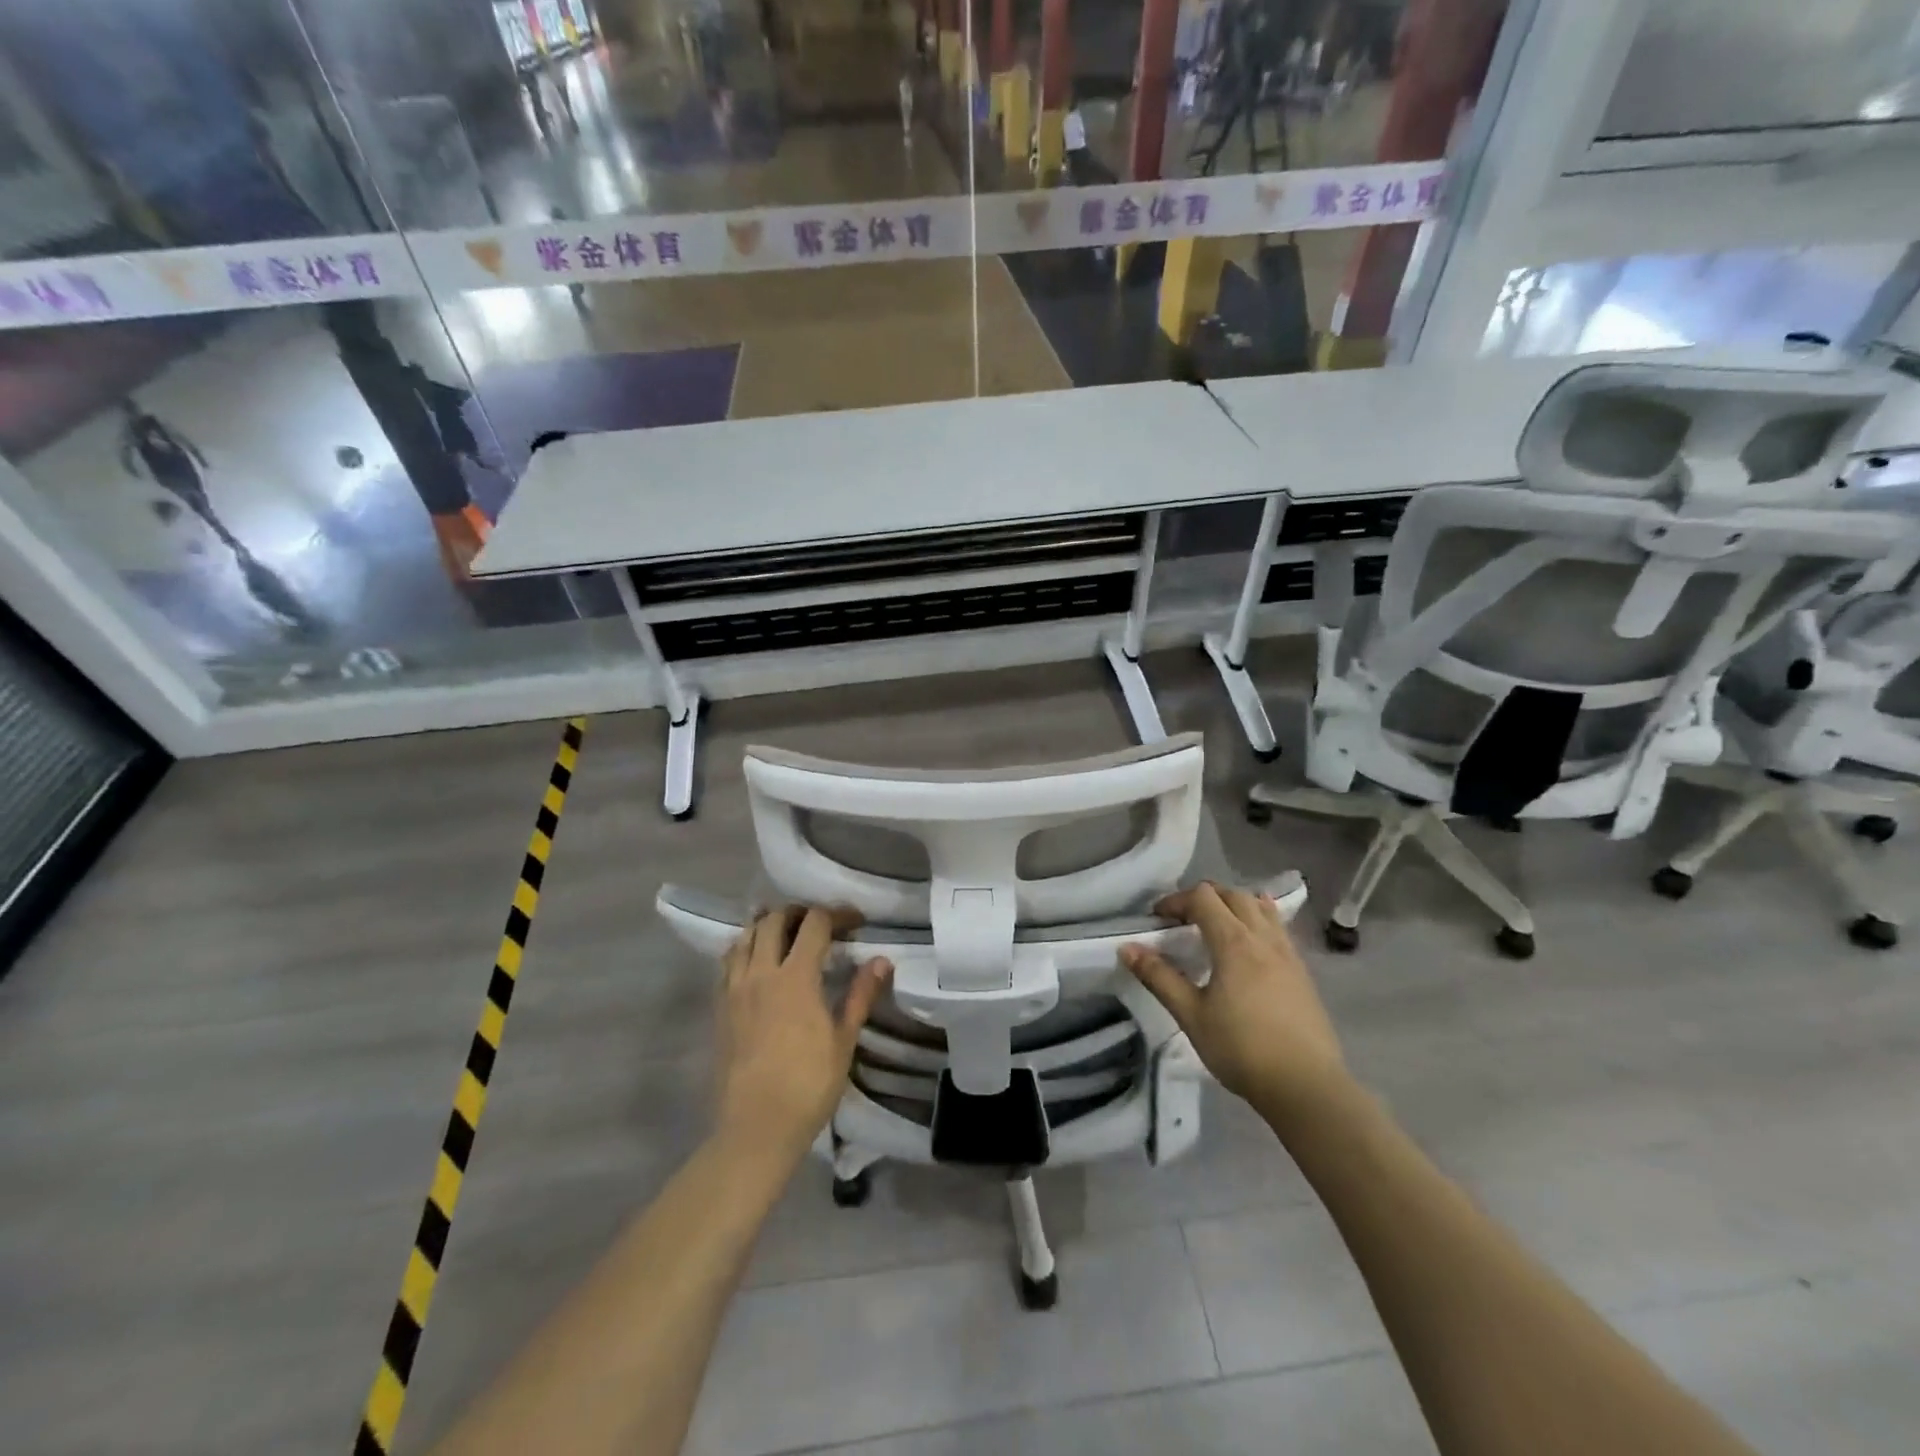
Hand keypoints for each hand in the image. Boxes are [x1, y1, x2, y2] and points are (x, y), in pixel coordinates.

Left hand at [717, 906, 891, 1162]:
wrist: (756, 1127)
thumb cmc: (808, 1085)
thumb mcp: (844, 1040)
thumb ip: (860, 995)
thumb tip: (882, 960)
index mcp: (795, 977)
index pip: (814, 923)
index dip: (837, 914)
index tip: (855, 922)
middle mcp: (761, 972)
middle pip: (774, 919)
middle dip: (799, 912)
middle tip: (820, 924)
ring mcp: (735, 989)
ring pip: (746, 936)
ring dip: (768, 926)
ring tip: (787, 936)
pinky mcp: (719, 1007)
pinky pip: (729, 961)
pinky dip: (745, 949)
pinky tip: (759, 964)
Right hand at [1121, 883, 1348, 1124]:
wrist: (1306, 1086)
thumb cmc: (1242, 1049)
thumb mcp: (1191, 1015)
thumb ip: (1159, 977)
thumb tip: (1128, 948)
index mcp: (1234, 942)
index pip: (1203, 898)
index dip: (1176, 901)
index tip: (1158, 920)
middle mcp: (1263, 938)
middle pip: (1234, 895)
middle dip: (1204, 898)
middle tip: (1183, 920)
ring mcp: (1288, 953)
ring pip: (1261, 908)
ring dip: (1235, 905)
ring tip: (1218, 926)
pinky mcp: (1303, 972)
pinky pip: (1278, 928)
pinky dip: (1258, 922)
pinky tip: (1250, 949)